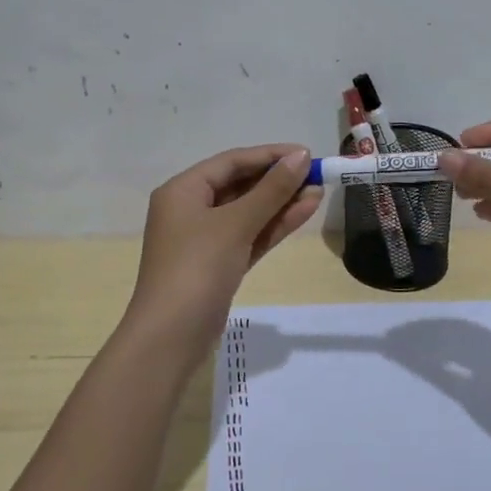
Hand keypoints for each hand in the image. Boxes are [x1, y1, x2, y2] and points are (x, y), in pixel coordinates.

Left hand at [125, 145, 320, 355]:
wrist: (171, 336)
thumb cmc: (197, 268)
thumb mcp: (235, 224)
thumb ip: (271, 190)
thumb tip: (301, 157)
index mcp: (182, 191)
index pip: (231, 162)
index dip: (269, 155)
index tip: (306, 154)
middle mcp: (190, 209)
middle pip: (240, 185)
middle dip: (278, 180)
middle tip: (317, 174)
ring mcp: (204, 239)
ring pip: (248, 212)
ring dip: (281, 203)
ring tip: (319, 191)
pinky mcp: (219, 264)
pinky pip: (249, 236)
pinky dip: (273, 226)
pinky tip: (303, 213)